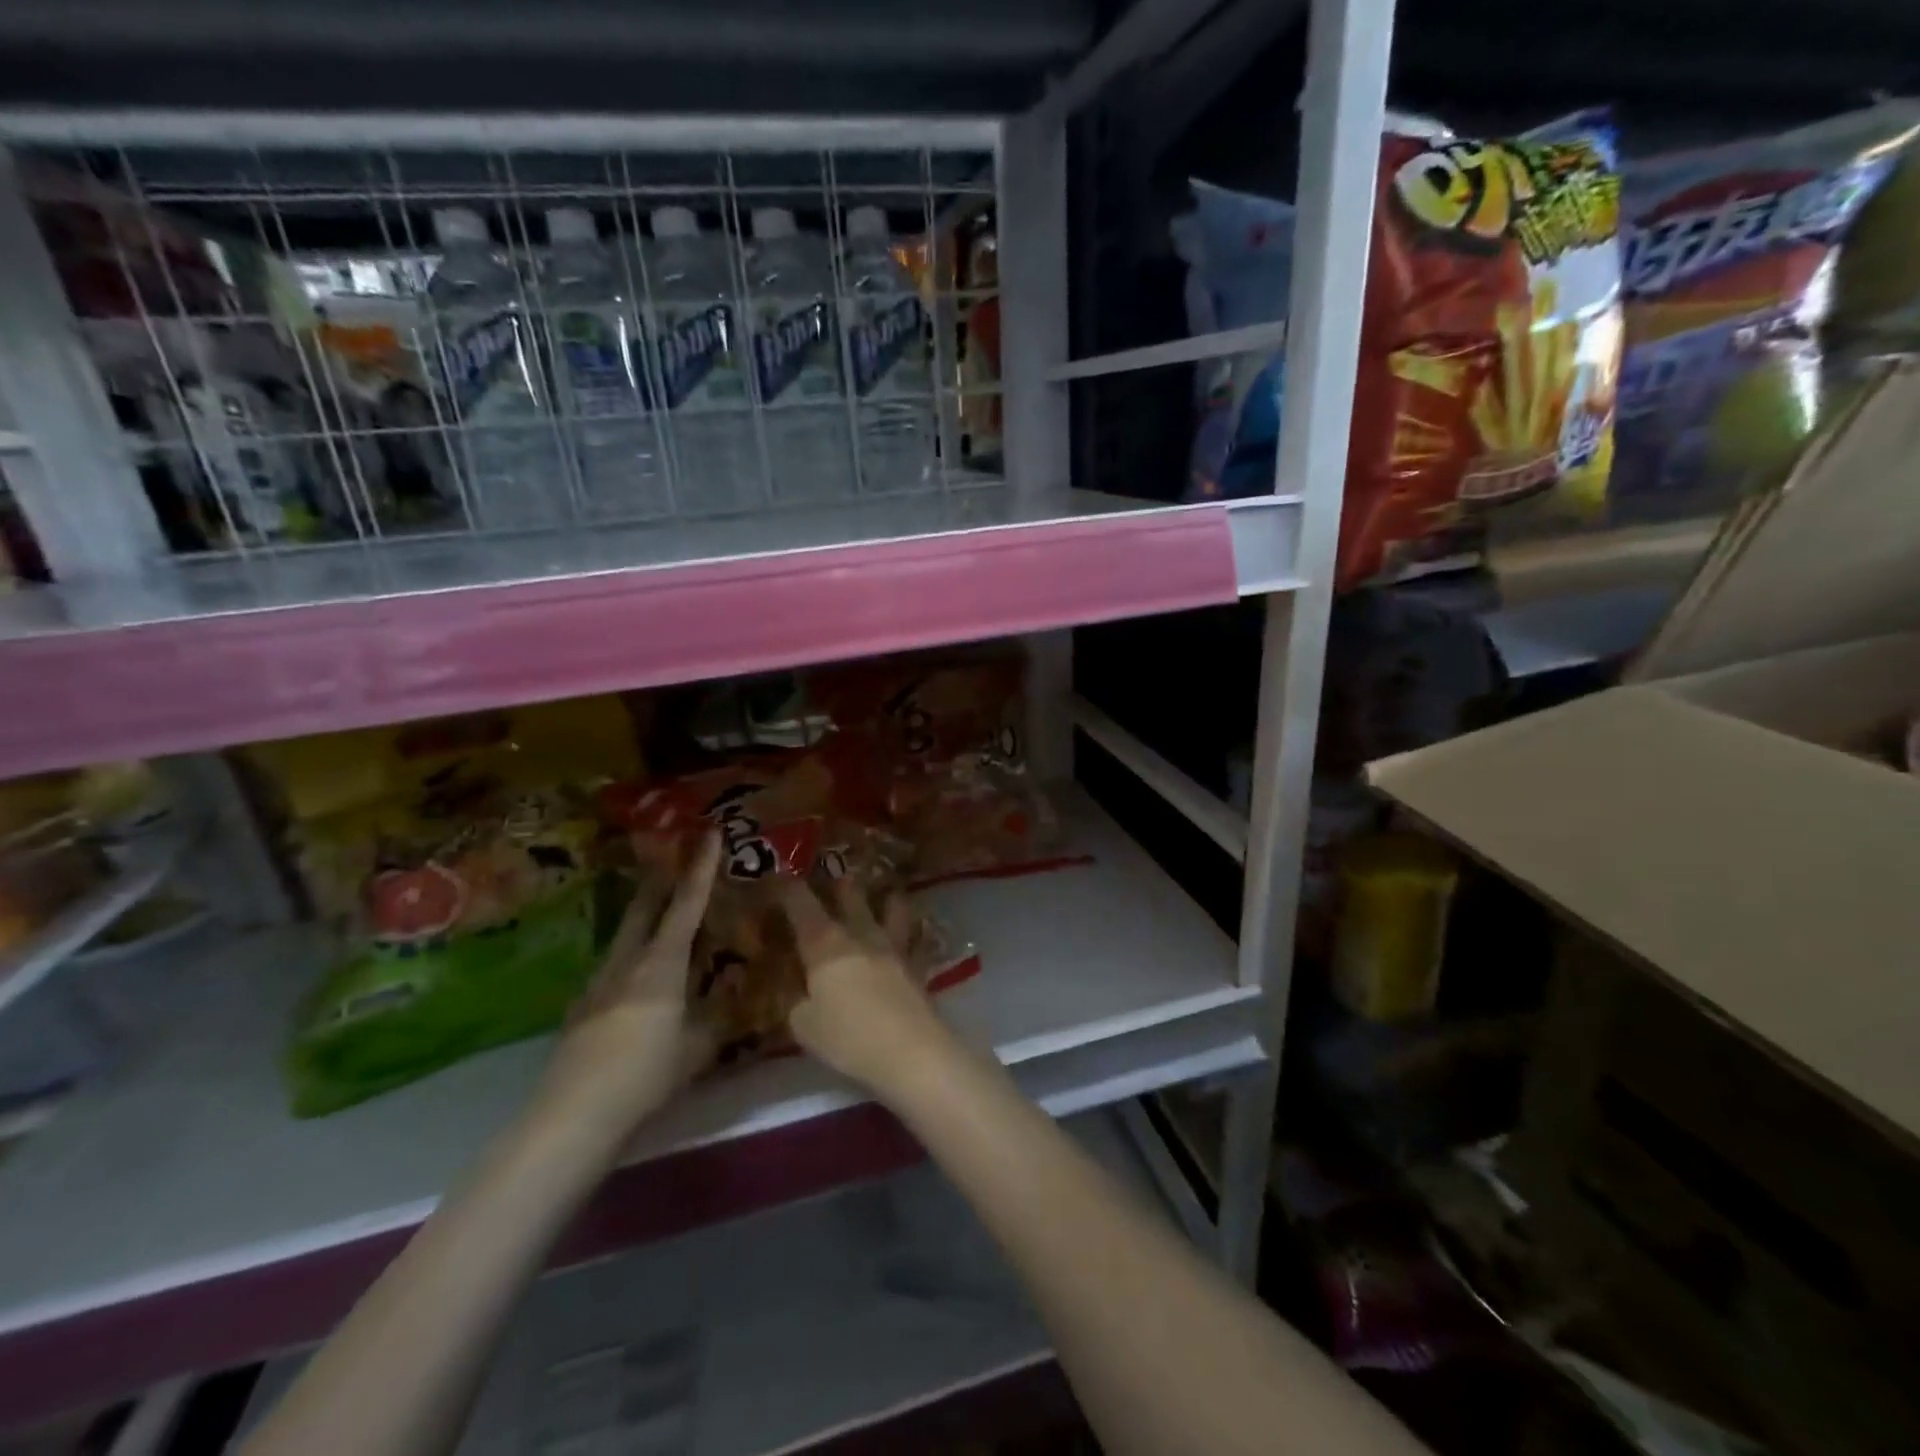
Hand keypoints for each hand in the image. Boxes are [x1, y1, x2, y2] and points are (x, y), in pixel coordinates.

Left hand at [533, 832, 721, 1139]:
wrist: (574, 1115)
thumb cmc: (646, 1074)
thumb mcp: (699, 1047)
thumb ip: (718, 1016)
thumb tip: (734, 995)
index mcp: (661, 963)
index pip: (686, 904)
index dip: (701, 868)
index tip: (708, 833)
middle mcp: (628, 961)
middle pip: (644, 907)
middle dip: (662, 879)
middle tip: (675, 855)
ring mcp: (599, 983)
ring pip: (626, 935)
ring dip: (644, 915)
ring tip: (662, 913)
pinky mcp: (583, 1008)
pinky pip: (615, 965)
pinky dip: (633, 954)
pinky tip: (639, 976)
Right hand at [776, 876, 955, 1100]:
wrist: (910, 1051)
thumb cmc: (848, 1037)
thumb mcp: (804, 1027)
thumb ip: (797, 1004)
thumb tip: (800, 995)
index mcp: (825, 945)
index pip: (801, 905)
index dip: (787, 888)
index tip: (778, 876)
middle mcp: (860, 935)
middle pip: (850, 895)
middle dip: (838, 882)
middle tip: (832, 875)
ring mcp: (893, 947)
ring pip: (892, 908)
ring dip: (885, 897)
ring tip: (884, 893)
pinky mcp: (917, 966)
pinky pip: (916, 941)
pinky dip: (915, 934)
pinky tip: (916, 934)